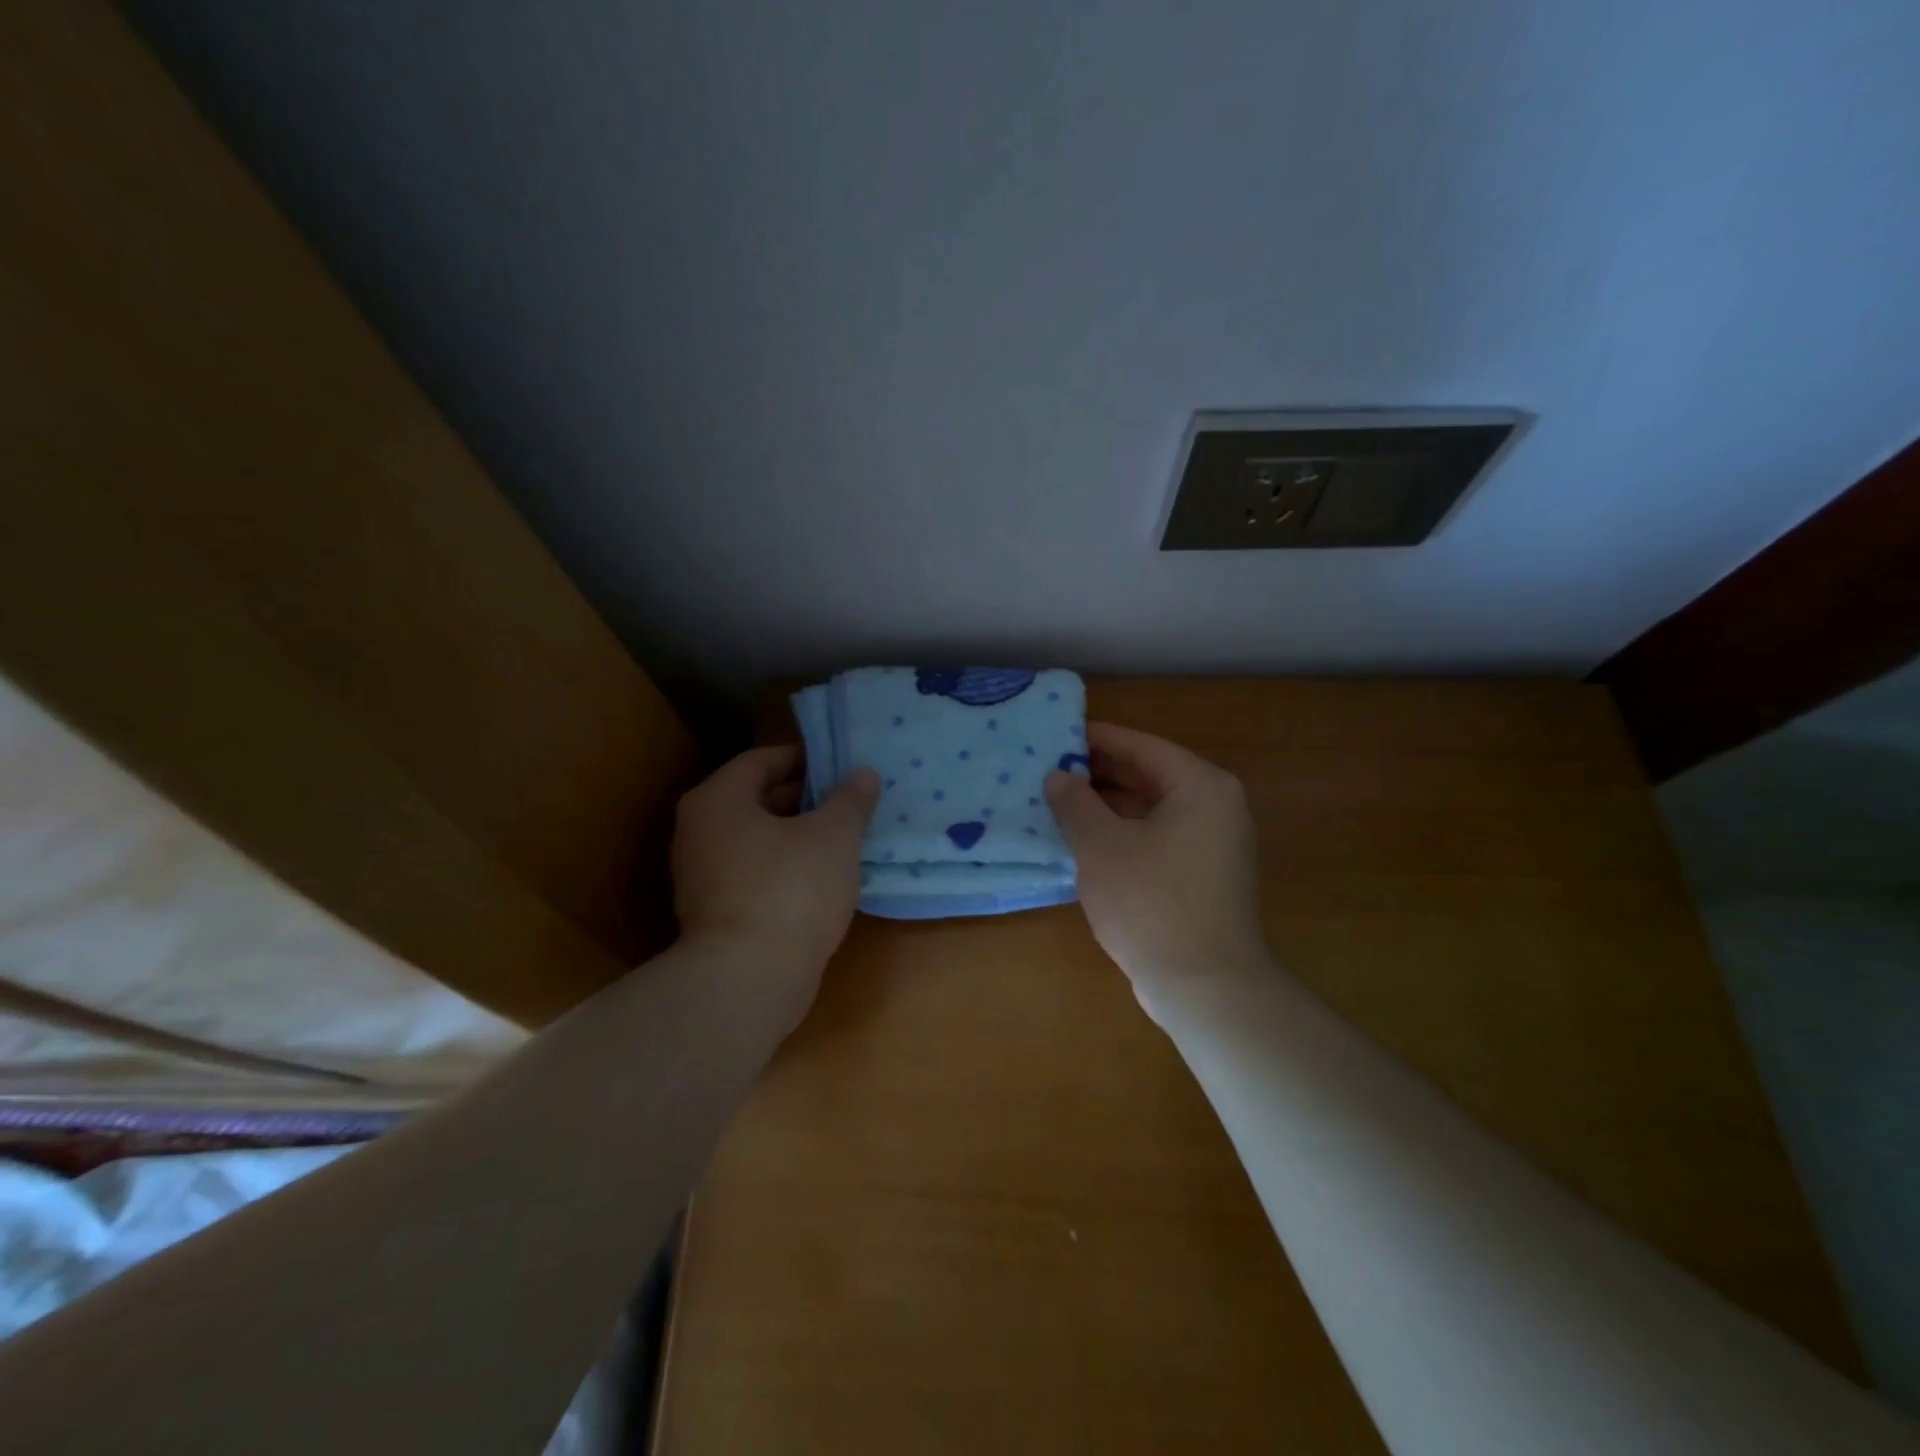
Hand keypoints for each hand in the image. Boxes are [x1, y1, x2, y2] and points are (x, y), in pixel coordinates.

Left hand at [672, 745, 878, 1016]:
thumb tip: (862, 774)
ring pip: (757, 840)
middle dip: (803, 797)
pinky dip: (786, 868)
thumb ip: (850, 800)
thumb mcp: (834, 835)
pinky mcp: (716, 914)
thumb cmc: (790, 889)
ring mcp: (702, 877)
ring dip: (797, 835)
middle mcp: (699, 832)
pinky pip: (756, 874)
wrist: (749, 980)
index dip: (802, 757)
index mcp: (718, 800)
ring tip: (843, 836)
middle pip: (756, 799)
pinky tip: (823, 878)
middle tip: (848, 799)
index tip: (838, 763)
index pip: (759, 760)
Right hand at [1045, 723, 1269, 1016]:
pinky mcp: (1204, 876)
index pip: (1141, 746)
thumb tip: (1058, 776)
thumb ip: (1076, 803)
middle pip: (1149, 775)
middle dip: (1099, 773)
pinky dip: (1124, 833)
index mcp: (1200, 786)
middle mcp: (1215, 807)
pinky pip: (1158, 838)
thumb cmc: (1151, 903)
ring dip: (1108, 806)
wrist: (1205, 988)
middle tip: (1050, 769)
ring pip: (1151, 809)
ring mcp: (1214, 844)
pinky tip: (1085, 841)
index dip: (1096, 738)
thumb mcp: (1101, 846)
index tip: (1056, 735)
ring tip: (1059, 802)